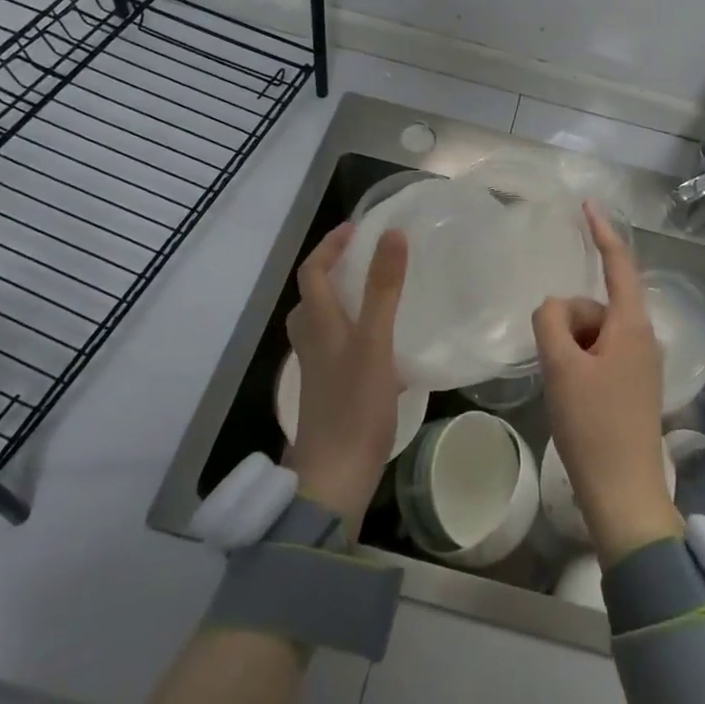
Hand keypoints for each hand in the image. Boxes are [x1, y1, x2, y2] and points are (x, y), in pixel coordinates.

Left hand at [286, 221, 408, 536]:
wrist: (335, 475)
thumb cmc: (354, 403)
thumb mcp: (374, 340)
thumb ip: (383, 288)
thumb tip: (392, 235)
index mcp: (318, 323)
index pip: (312, 271)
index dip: (330, 245)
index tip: (358, 228)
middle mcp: (312, 340)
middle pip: (312, 295)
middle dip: (333, 269)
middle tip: (367, 256)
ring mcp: (319, 367)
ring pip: (323, 321)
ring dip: (342, 298)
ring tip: (375, 292)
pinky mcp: (330, 388)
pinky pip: (337, 344)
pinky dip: (354, 329)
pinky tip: (383, 342)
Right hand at [532, 202, 680, 564]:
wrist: (624, 494)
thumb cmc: (594, 426)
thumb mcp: (561, 366)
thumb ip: (551, 319)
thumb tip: (556, 309)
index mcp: (633, 325)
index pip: (619, 263)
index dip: (602, 231)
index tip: (587, 205)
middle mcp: (644, 337)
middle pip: (596, 304)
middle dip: (568, 320)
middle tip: (555, 363)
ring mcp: (641, 363)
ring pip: (594, 332)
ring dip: (570, 346)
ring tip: (563, 386)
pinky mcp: (634, 385)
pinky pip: (599, 354)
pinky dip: (579, 362)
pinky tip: (571, 395)